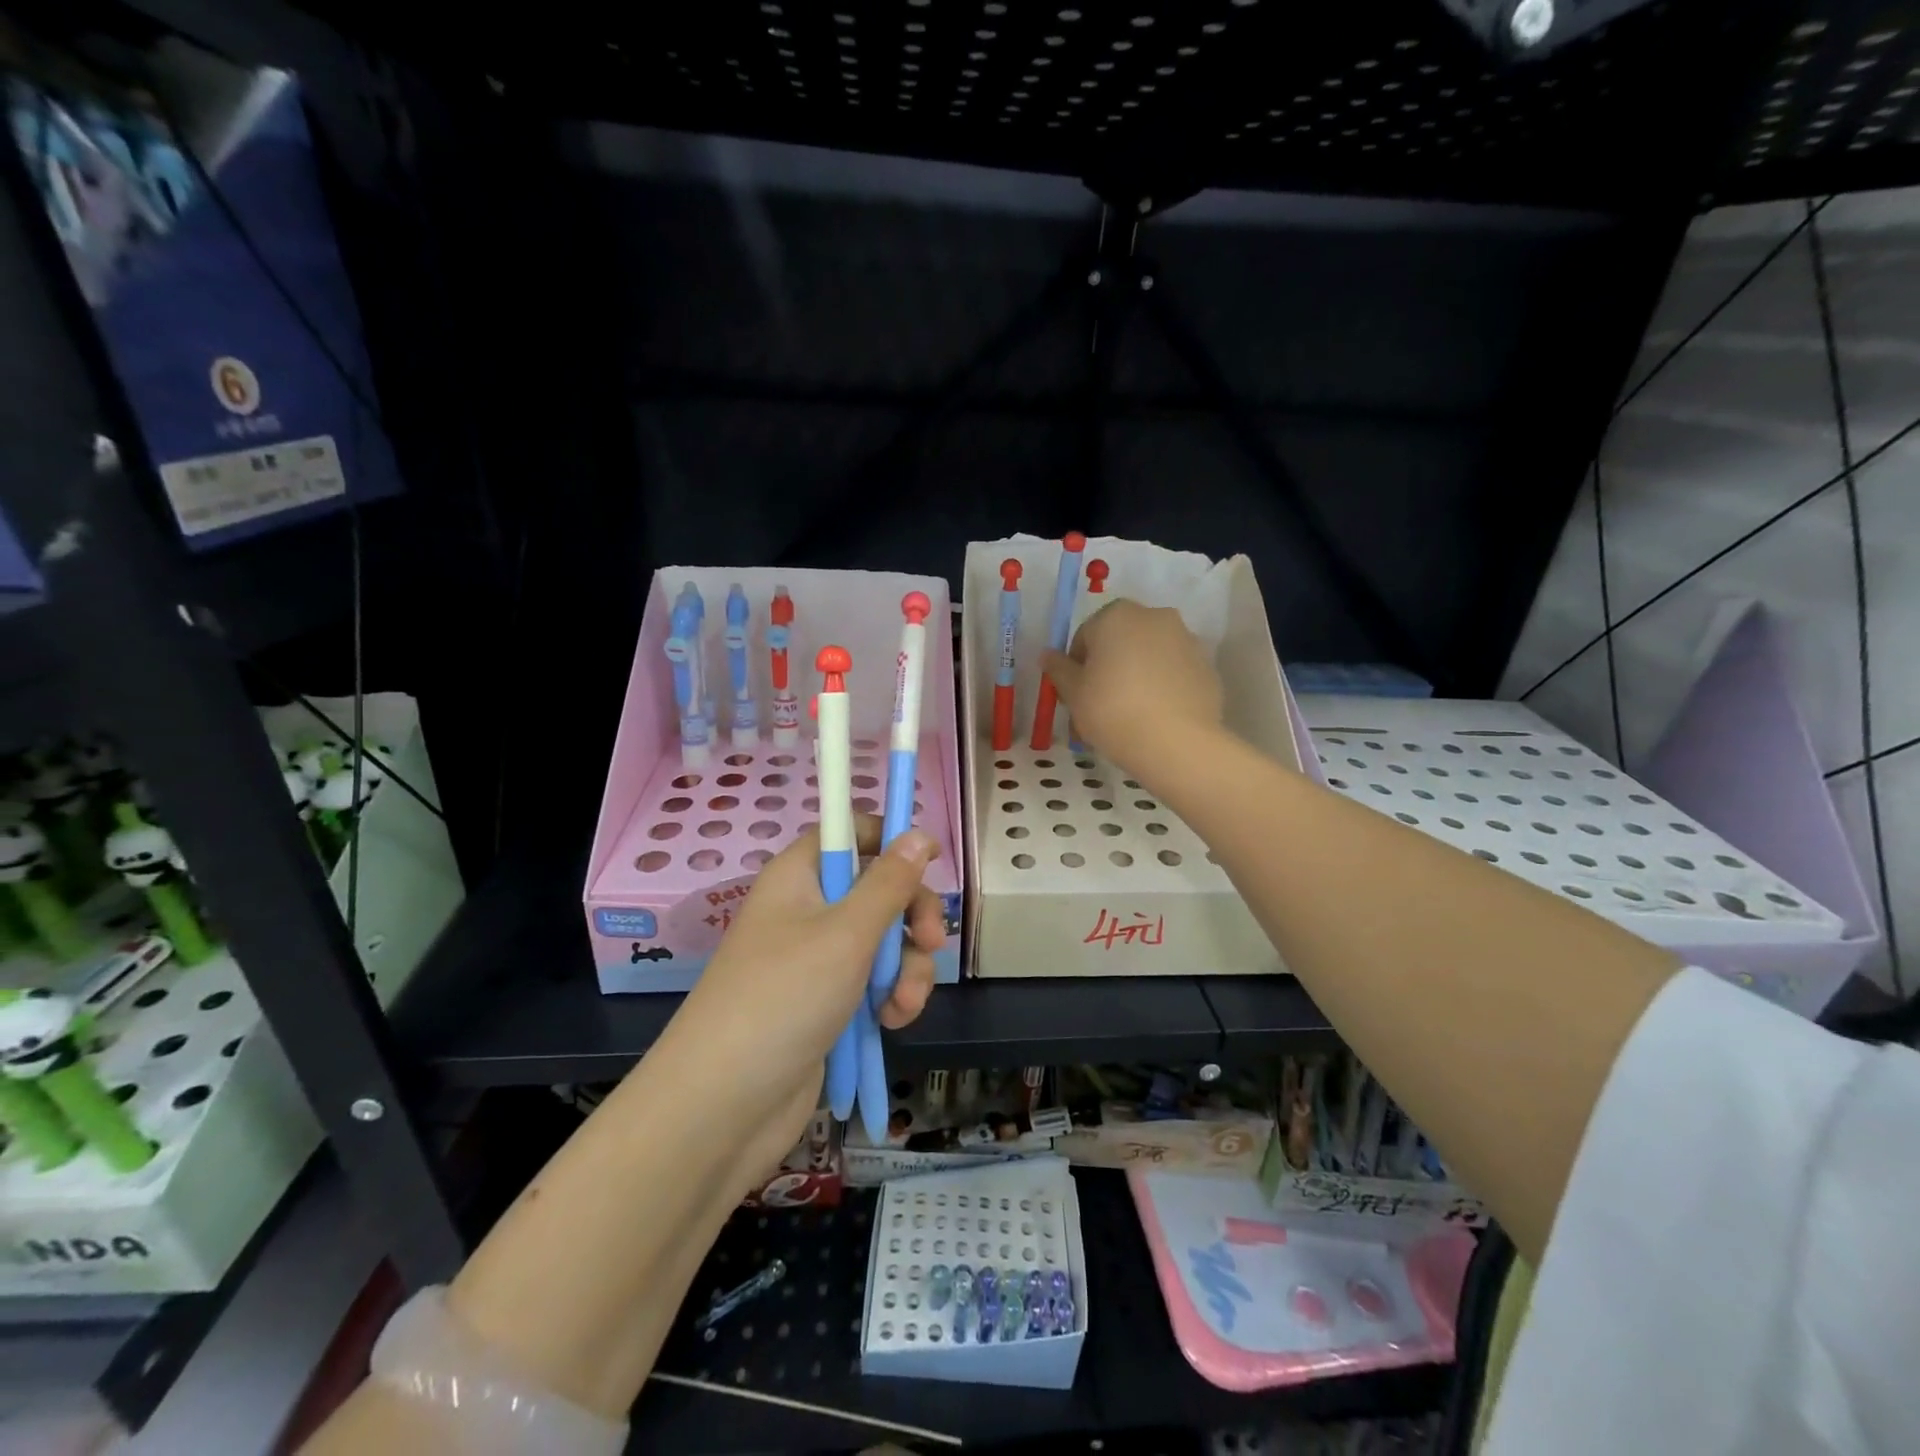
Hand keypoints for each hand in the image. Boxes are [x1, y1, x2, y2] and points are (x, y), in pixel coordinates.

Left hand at [670, 816, 944, 1177]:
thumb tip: (919, 833)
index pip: (846, 832)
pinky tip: (893, 1022)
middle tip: (931, 940)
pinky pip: (874, 982)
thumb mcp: (847, 933)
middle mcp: (807, 910)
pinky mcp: (827, 1003)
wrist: (723, 1107)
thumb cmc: (784, 998)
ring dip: (906, 967)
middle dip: (911, 915)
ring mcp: (816, 960)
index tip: (927, 857)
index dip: (887, 837)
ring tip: (902, 1003)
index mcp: (798, 877)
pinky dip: (891, 997)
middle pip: (877, 888)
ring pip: (884, 941)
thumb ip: (890, 882)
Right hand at [1042, 599, 1223, 777]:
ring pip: (1149, 655)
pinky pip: (1174, 672)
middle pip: (1121, 641)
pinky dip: (1162, 686)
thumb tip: (1047, 655)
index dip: (1076, 666)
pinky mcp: (1206, 666)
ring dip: (1136, 675)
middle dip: (1108, 667)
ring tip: (1129, 715)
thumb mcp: (1074, 693)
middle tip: (1099, 705)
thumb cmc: (1113, 711)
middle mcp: (1155, 617)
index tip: (1076, 694)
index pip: (1086, 635)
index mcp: (1117, 615)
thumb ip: (1058, 669)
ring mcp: (1186, 639)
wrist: (1178, 743)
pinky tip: (1155, 716)